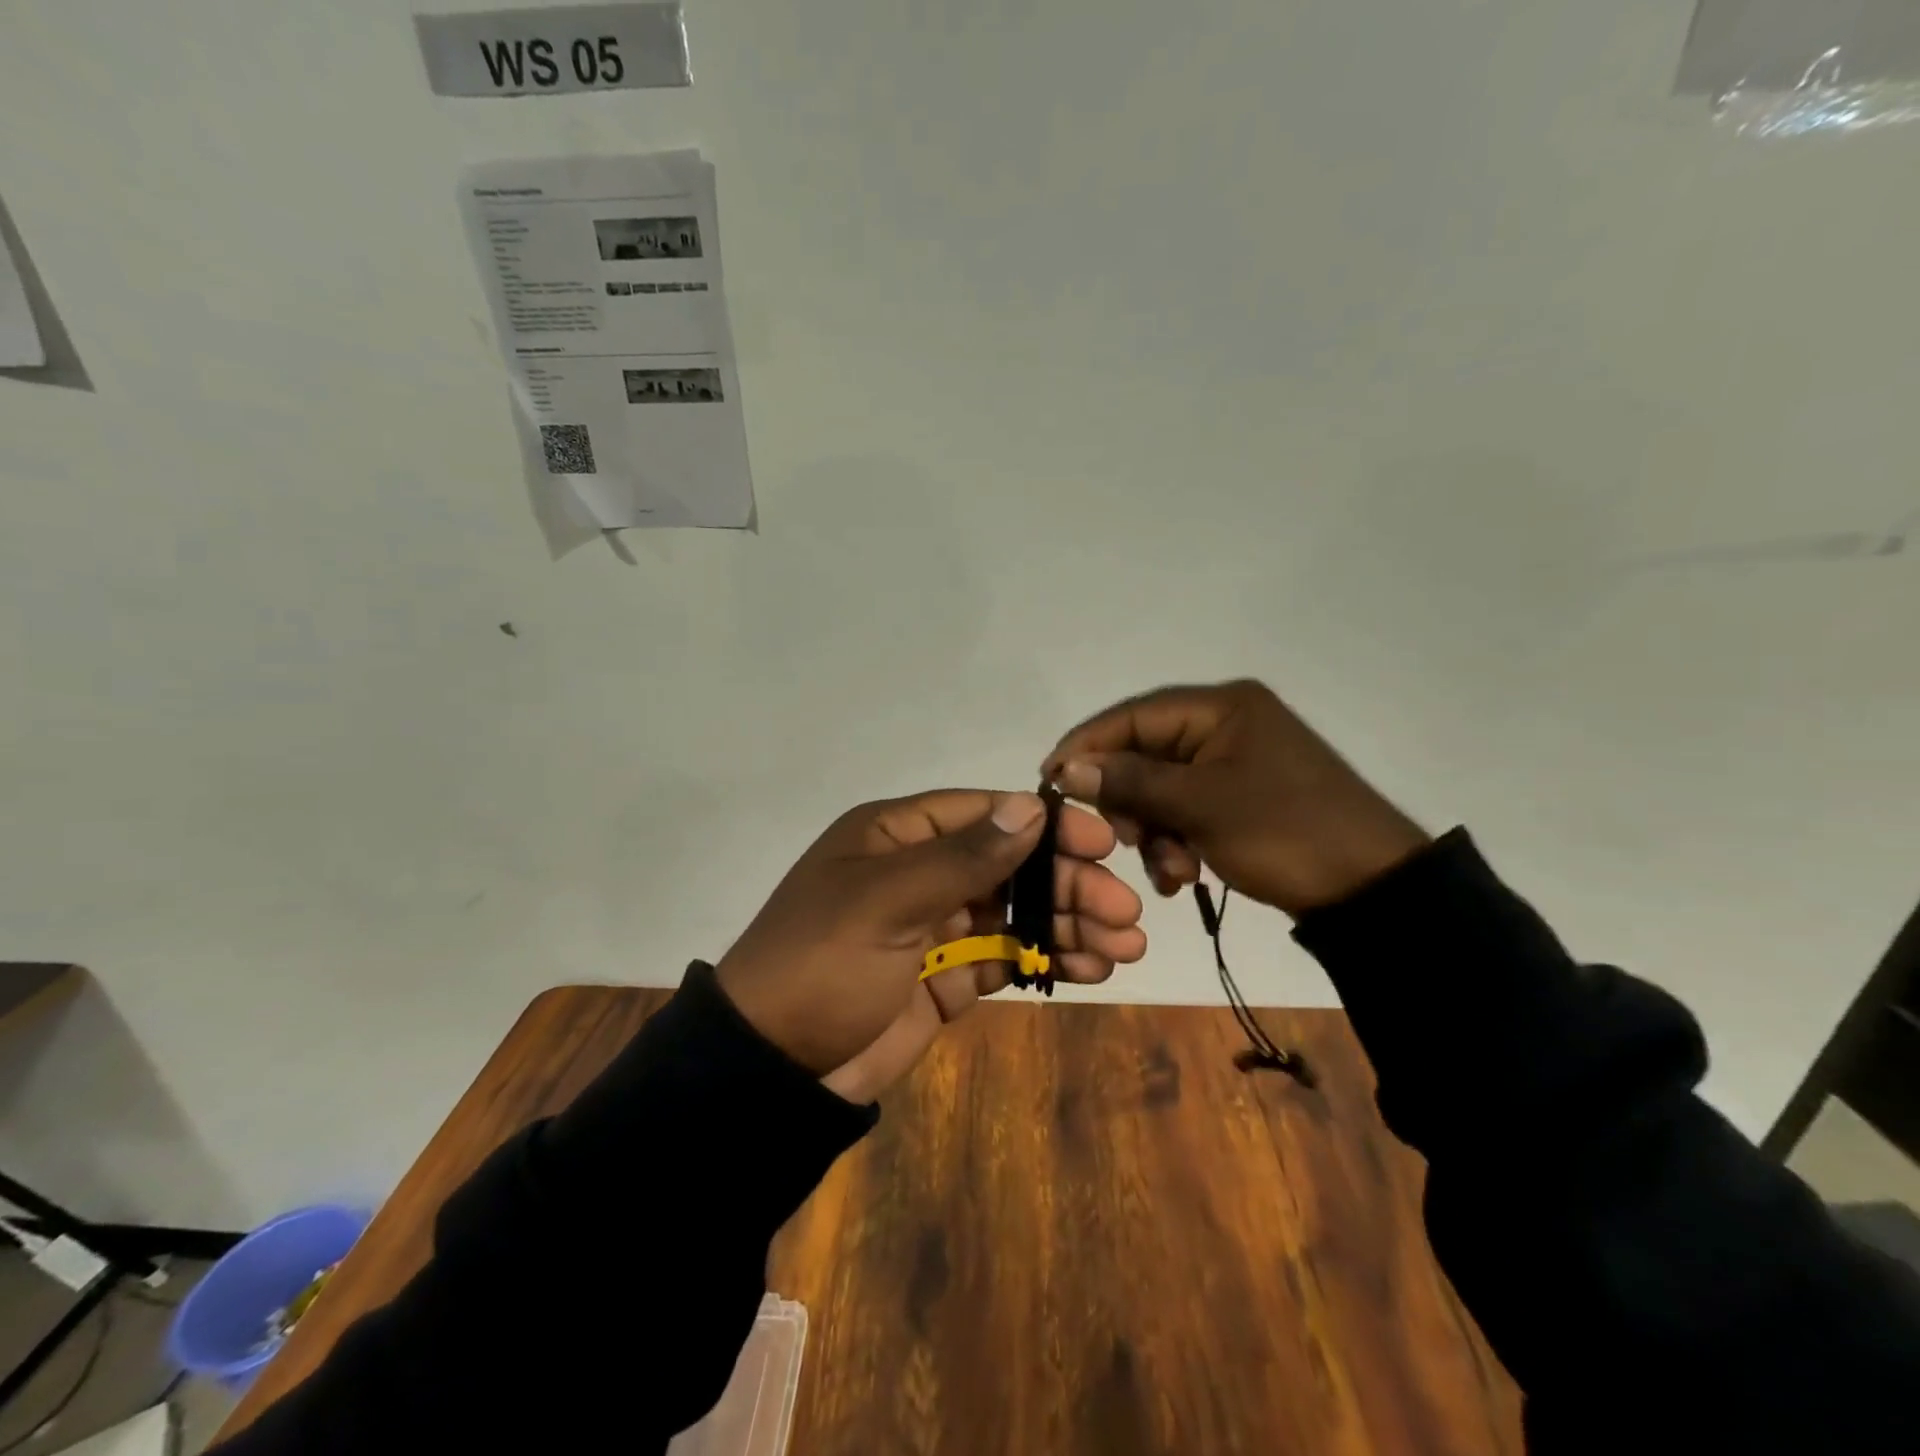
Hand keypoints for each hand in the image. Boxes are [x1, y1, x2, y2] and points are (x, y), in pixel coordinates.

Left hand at [716, 789, 1145, 1103]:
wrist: (773, 1070)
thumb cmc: (823, 964)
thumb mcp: (886, 901)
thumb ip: (961, 857)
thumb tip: (1029, 806)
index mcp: (896, 836)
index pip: (983, 815)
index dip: (1044, 827)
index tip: (1100, 845)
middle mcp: (919, 872)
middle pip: (1009, 866)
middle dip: (1067, 886)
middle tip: (1124, 911)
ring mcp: (934, 928)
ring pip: (1014, 913)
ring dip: (1067, 924)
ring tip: (1123, 946)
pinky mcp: (946, 979)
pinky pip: (1005, 959)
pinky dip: (1045, 960)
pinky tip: (1090, 969)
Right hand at [1042, 680, 1428, 917]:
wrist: (1373, 890)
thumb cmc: (1285, 832)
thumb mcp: (1201, 805)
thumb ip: (1130, 781)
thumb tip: (1065, 767)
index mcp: (1221, 707)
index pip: (1134, 715)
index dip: (1087, 745)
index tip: (1049, 778)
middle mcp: (1224, 724)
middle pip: (1145, 753)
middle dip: (1130, 802)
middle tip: (1124, 841)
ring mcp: (1233, 762)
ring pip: (1162, 788)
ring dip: (1154, 831)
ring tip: (1169, 870)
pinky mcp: (1239, 796)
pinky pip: (1186, 809)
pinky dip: (1176, 840)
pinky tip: (1182, 874)